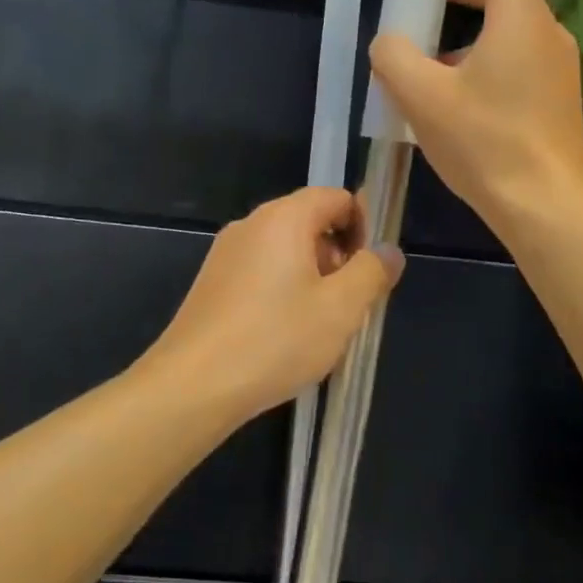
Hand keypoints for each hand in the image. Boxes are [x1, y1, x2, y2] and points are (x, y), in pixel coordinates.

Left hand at [146, 187, 404, 416]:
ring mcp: (226, 253)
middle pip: (309, 222)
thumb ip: (372, 272)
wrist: (193, 385)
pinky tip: (284, 336)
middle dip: (338, 256)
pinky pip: (260, 272)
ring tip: (319, 326)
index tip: (370, 270)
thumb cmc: (275, 339)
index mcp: (284, 217)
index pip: (336, 198)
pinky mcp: (212, 283)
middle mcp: (251, 224)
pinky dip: (282, 291)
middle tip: (349, 304)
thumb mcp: (340, 308)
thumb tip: (389, 251)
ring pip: (285, 251)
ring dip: (312, 278)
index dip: (363, 227)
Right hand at [369, 0, 582, 236]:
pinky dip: (479, 58)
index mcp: (519, 17)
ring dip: (464, 29)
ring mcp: (555, 67)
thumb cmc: (486, 144)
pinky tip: (449, 97)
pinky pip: (513, 59)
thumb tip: (389, 43)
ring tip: (421, 58)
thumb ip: (394, 58)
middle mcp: (545, 33)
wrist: (547, 208)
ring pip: (506, 28)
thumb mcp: (422, 98)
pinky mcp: (554, 97)